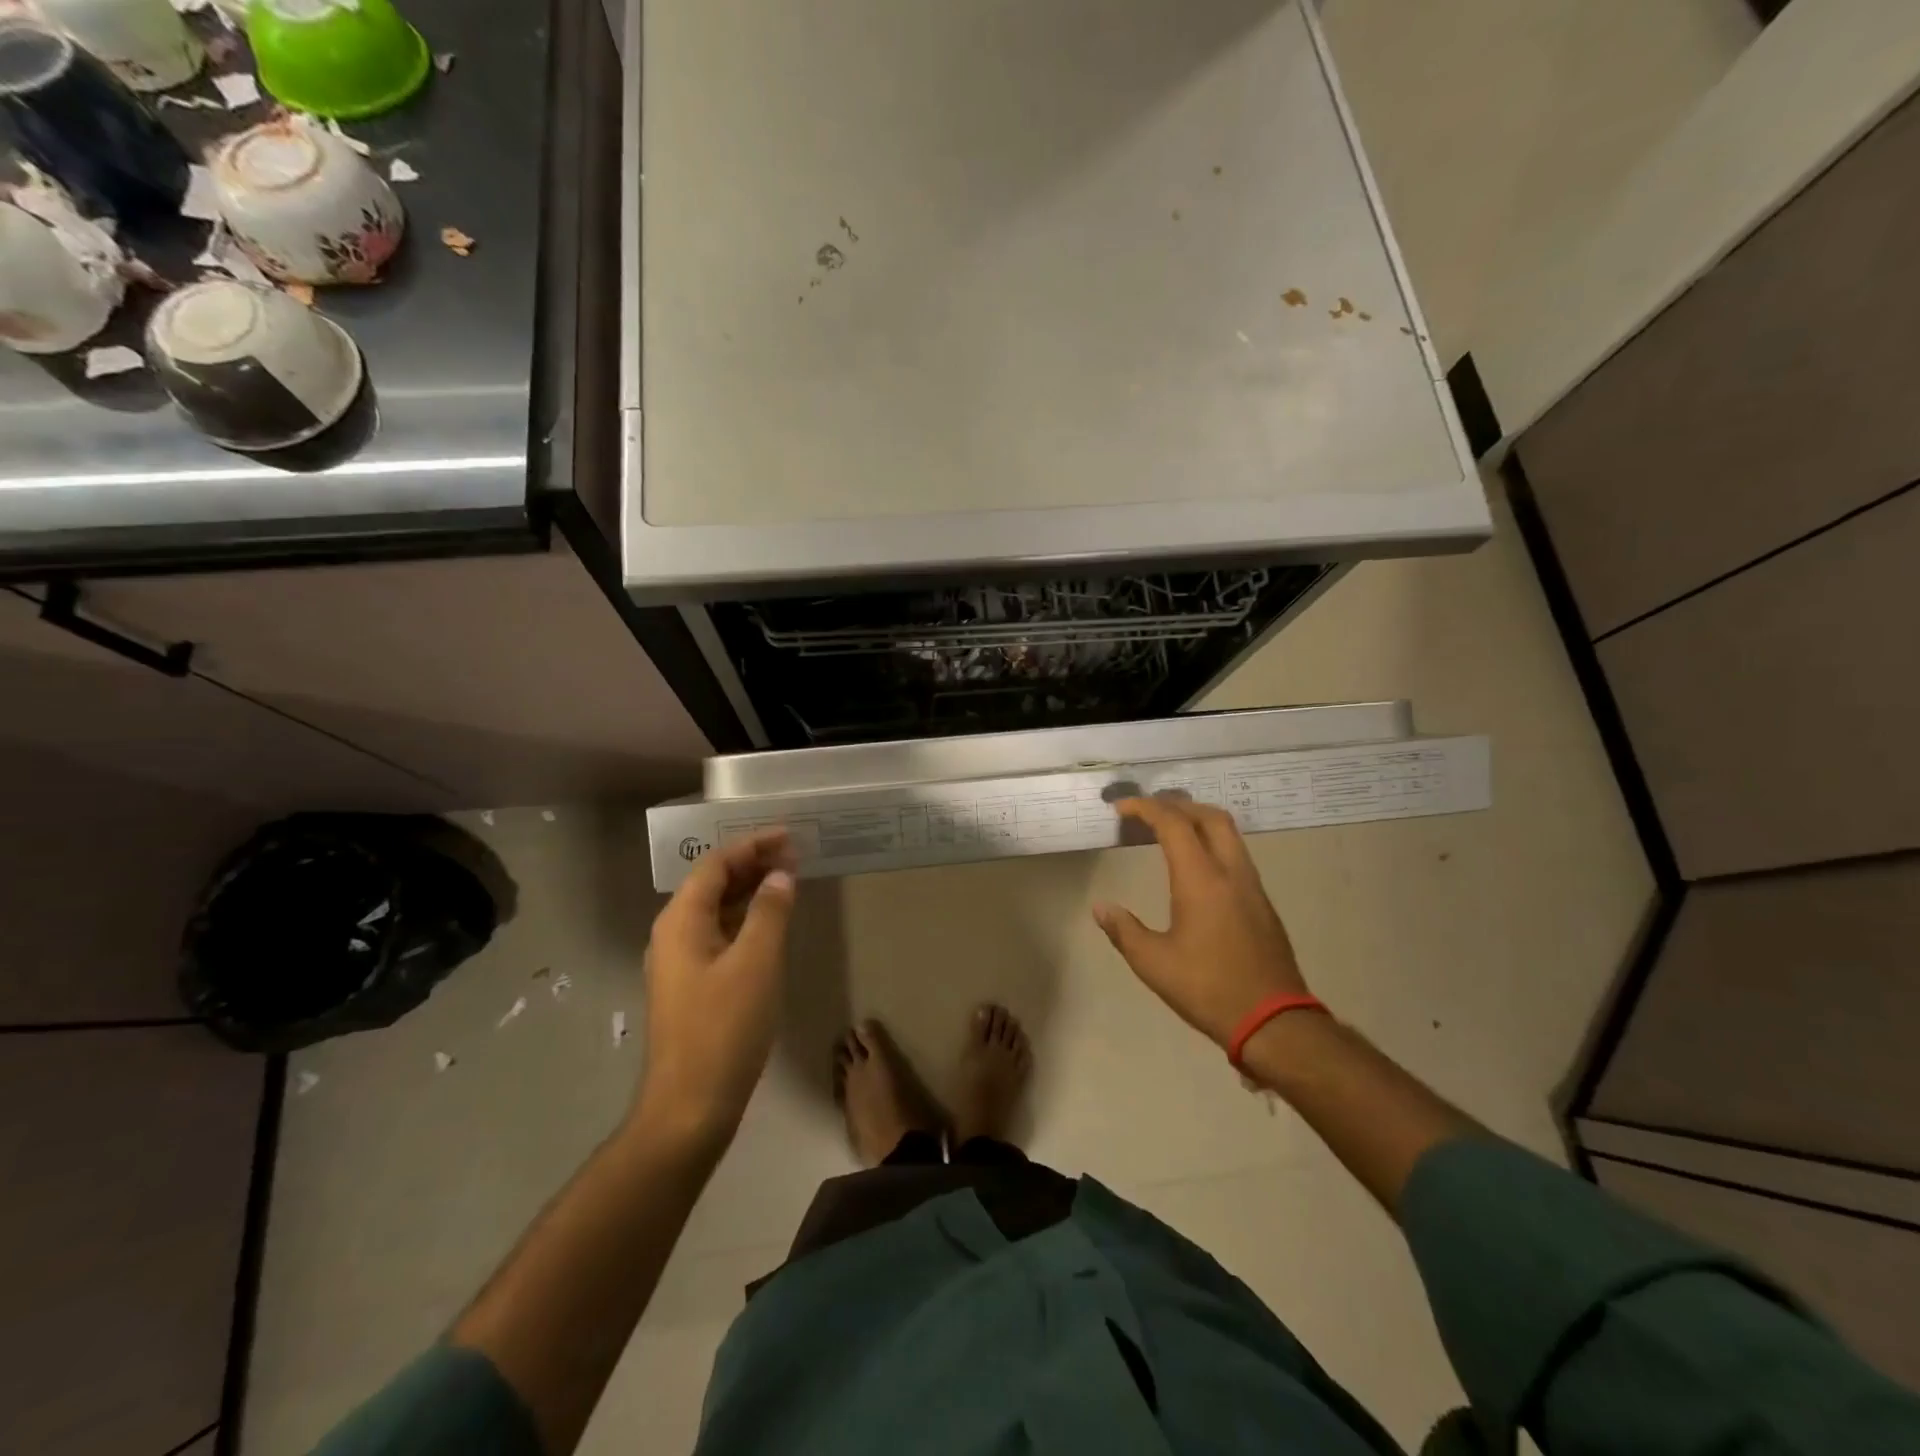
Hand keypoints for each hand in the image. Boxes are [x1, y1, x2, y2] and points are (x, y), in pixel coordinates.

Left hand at [637, 829, 797, 1146]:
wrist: (689, 1106)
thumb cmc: (724, 1028)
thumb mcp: (756, 963)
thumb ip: (769, 912)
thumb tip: (780, 876)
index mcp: (681, 921)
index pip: (715, 864)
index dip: (751, 845)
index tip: (788, 836)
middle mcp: (673, 934)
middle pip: (712, 884)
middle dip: (752, 864)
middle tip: (793, 854)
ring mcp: (679, 962)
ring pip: (716, 910)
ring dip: (750, 891)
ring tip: (787, 880)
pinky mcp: (691, 986)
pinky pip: (719, 935)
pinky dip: (745, 920)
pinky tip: (769, 925)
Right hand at [1093, 796, 1311, 1049]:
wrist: (1274, 1022)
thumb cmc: (1208, 989)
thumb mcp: (1154, 963)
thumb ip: (1124, 930)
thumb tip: (1101, 907)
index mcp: (1201, 880)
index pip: (1173, 824)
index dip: (1145, 808)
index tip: (1121, 808)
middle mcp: (1231, 872)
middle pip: (1209, 816)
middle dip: (1176, 805)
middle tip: (1148, 812)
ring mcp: (1252, 886)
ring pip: (1229, 833)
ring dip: (1198, 821)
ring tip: (1169, 832)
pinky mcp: (1262, 903)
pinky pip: (1236, 855)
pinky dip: (1212, 843)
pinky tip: (1196, 866)